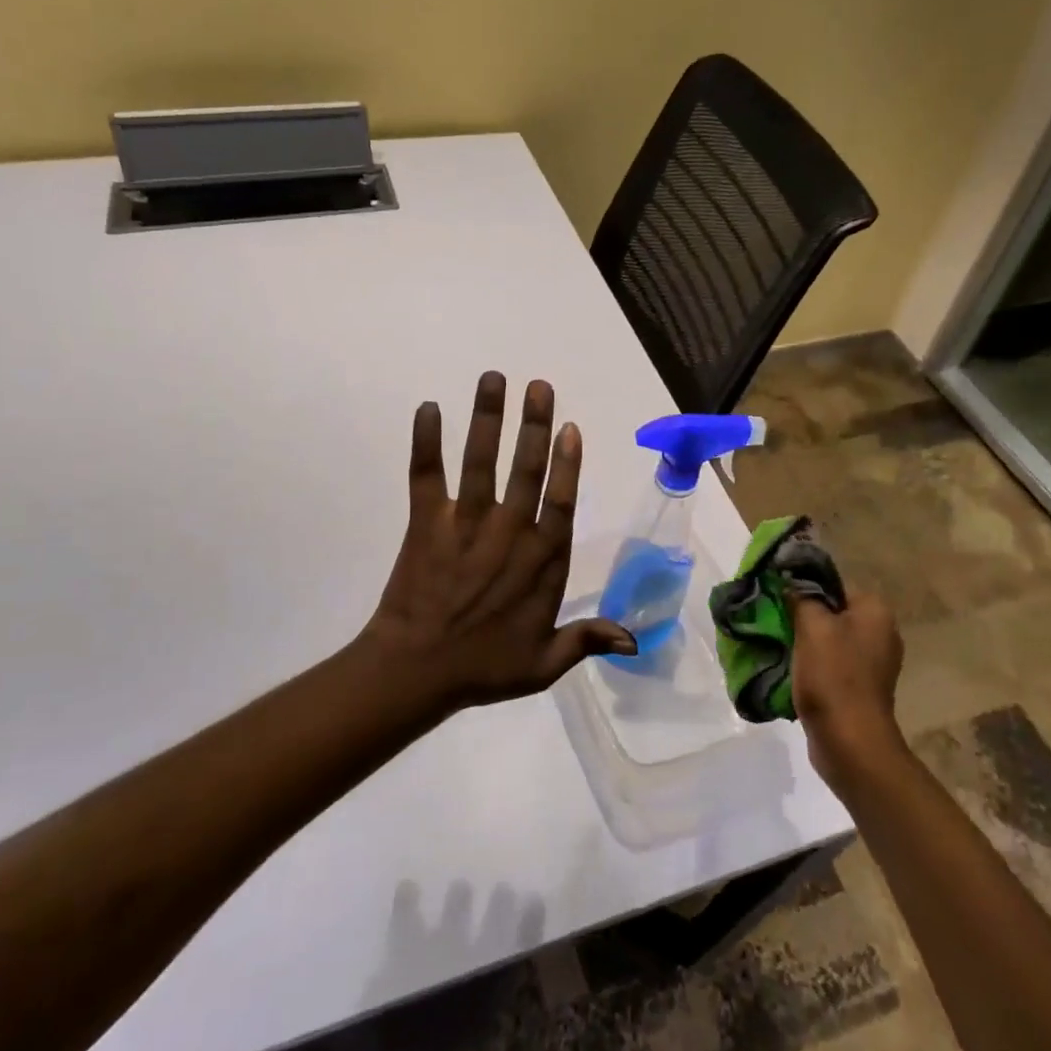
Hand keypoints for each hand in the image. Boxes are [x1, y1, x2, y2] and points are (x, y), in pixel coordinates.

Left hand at [360, 371, 635, 712]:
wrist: (416, 672)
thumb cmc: (484, 668)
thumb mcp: (544, 664)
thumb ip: (586, 640)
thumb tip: (634, 640)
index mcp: (541, 560)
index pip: (560, 501)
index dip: (568, 463)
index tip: (570, 427)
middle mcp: (508, 532)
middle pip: (526, 469)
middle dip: (535, 424)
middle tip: (539, 386)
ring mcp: (466, 524)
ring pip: (481, 461)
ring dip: (488, 418)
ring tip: (494, 378)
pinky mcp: (426, 523)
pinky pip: (425, 476)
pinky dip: (425, 442)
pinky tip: (427, 408)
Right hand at [789, 588, 905, 787]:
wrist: (849, 741)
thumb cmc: (833, 675)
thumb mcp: (812, 626)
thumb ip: (801, 597)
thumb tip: (791, 581)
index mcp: (876, 612)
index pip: (834, 586)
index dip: (804, 590)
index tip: (778, 600)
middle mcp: (881, 633)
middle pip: (831, 613)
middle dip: (802, 618)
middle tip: (773, 623)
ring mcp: (873, 664)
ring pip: (829, 640)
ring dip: (804, 644)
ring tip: (777, 647)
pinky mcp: (860, 688)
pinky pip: (831, 665)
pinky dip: (812, 666)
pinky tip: (791, 671)